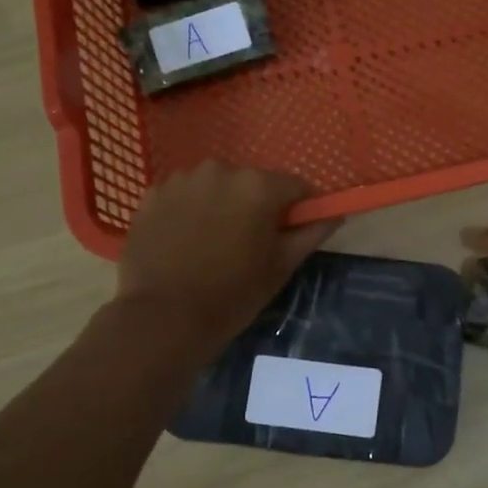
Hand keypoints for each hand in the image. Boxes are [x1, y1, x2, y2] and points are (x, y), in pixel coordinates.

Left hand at [117, 163, 341, 349]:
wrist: (162, 316)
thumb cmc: (232, 294)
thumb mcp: (281, 267)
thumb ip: (311, 233)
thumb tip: (334, 215)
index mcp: (259, 186)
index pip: (296, 186)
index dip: (300, 208)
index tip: (293, 231)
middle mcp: (222, 170)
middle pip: (253, 183)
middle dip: (257, 205)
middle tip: (249, 243)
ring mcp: (183, 179)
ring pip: (217, 186)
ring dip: (222, 205)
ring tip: (212, 243)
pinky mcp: (153, 193)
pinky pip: (185, 194)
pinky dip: (190, 210)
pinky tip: (184, 240)